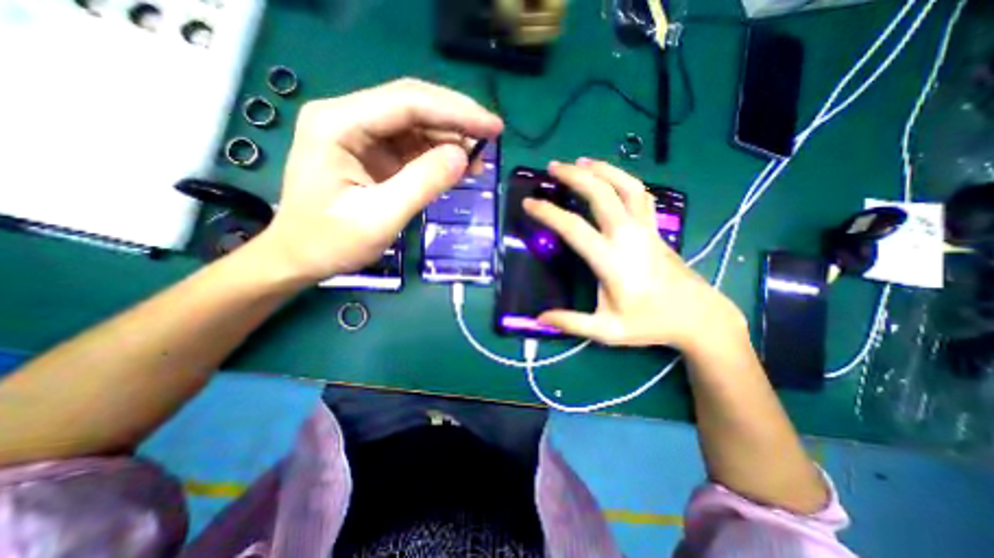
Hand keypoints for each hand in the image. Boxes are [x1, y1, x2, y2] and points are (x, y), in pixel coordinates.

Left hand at [254, 78, 505, 283]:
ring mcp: (361, 133)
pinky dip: (439, 154)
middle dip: (457, 119)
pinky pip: (413, 145)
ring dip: (451, 138)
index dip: (456, 112)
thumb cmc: (331, 242)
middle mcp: (348, 117)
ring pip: (417, 124)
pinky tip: (460, 167)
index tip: (493, 127)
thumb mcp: (379, 218)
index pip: (408, 103)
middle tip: (493, 136)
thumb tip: (465, 157)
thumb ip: (422, 184)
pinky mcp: (373, 152)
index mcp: (338, 124)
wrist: (301, 256)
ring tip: (480, 159)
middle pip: (413, 105)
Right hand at [520, 158, 744, 348]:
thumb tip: (540, 318)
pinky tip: (610, 176)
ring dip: (602, 169)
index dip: (548, 213)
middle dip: (574, 176)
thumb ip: (572, 323)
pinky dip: (623, 179)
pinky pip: (639, 194)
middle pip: (601, 194)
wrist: (696, 315)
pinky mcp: (655, 227)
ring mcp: (645, 228)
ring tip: (580, 161)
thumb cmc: (649, 323)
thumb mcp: (607, 331)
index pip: (574, 228)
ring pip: (626, 186)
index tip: (529, 203)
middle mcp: (628, 236)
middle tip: (552, 167)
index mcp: (612, 261)